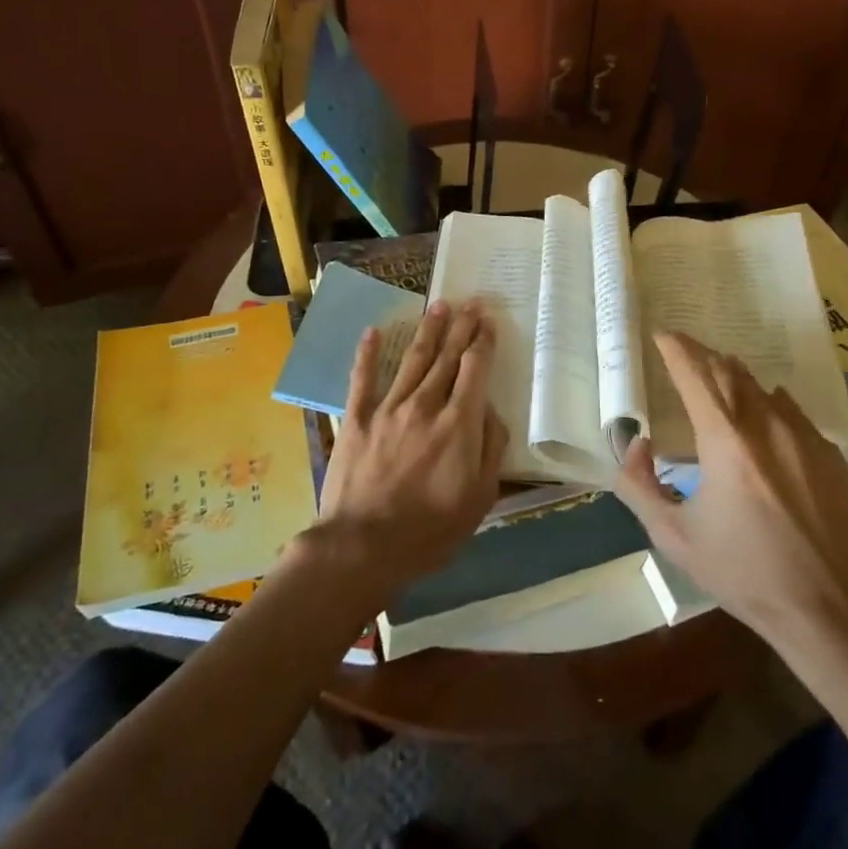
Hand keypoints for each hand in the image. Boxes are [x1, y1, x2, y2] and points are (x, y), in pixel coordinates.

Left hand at [310, 299, 506, 603]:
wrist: (363, 546)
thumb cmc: (430, 530)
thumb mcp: (480, 497)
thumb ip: (490, 448)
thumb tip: (491, 411)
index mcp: (458, 424)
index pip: (474, 370)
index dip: (483, 342)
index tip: (489, 321)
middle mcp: (425, 405)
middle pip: (446, 357)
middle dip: (461, 327)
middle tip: (470, 302)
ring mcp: (388, 409)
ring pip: (412, 360)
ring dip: (427, 331)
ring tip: (438, 306)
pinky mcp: (356, 419)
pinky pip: (363, 379)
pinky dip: (368, 354)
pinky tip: (373, 331)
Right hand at [614, 332, 847, 647]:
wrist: (826, 605)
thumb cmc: (743, 571)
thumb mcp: (673, 536)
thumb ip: (639, 485)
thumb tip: (638, 444)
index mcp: (725, 441)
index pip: (695, 374)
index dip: (676, 349)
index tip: (662, 335)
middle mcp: (766, 425)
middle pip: (729, 371)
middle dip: (702, 356)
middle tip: (683, 354)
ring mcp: (803, 435)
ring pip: (761, 387)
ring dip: (733, 378)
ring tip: (717, 382)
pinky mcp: (828, 451)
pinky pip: (790, 411)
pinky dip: (766, 404)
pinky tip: (761, 420)